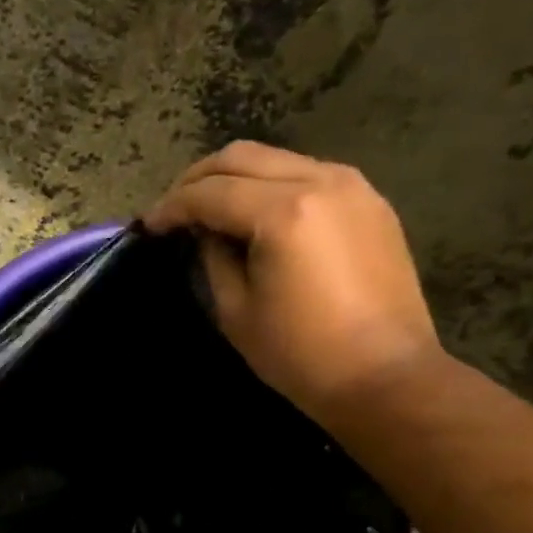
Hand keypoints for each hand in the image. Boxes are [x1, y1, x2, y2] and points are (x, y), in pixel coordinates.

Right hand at [143, 141, 443, 421]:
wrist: (385, 375)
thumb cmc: (300, 353)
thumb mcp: (236, 310)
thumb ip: (213, 258)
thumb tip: (205, 232)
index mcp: (283, 212)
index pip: (210, 192)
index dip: (171, 207)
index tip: (147, 226)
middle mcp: (320, 181)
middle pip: (241, 157)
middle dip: (197, 179)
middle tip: (173, 210)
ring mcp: (351, 186)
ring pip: (275, 158)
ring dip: (234, 178)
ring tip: (209, 210)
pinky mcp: (369, 201)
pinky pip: (307, 174)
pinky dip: (270, 185)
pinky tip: (255, 215)